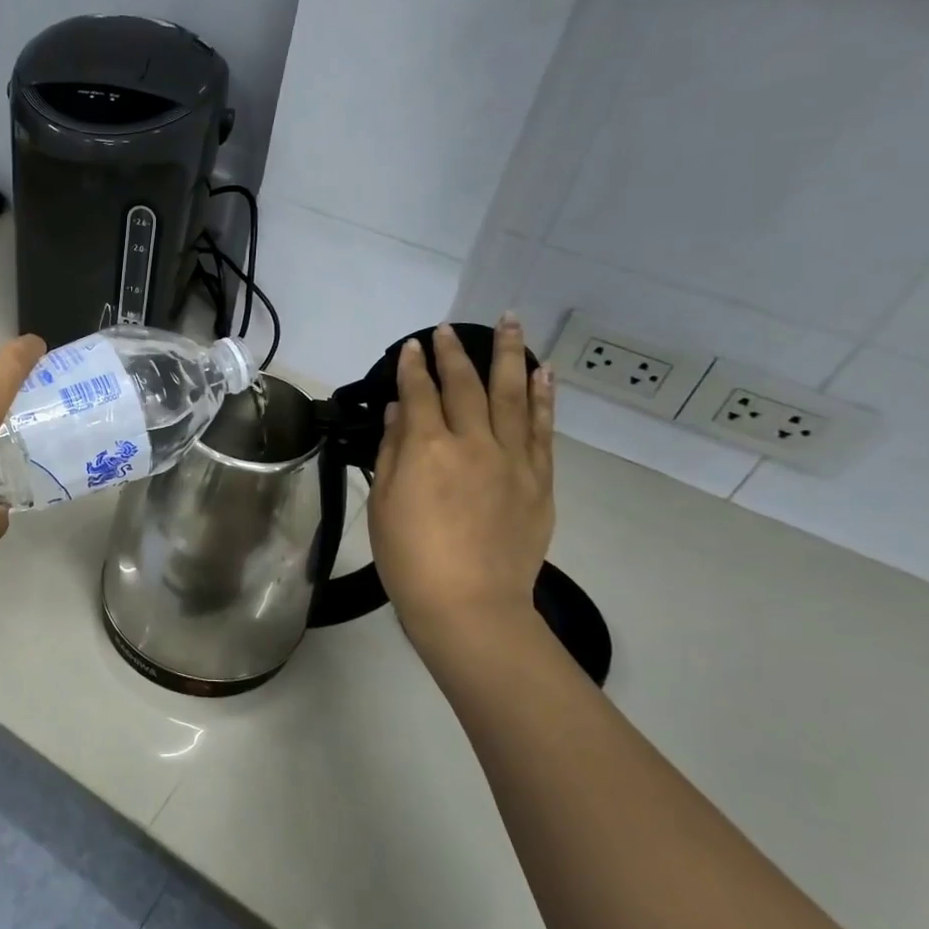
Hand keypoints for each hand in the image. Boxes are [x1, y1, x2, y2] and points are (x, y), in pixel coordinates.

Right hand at [367, 317, 554, 656]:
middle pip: (465, 386)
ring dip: (508, 356)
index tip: (412, 346)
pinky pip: (542, 428)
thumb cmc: (411, 558)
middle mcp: (474, 443)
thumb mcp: (385, 505)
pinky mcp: (539, 479)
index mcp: (428, 450)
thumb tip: (400, 411)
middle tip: (448, 329)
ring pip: (512, 395)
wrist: (470, 604)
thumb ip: (392, 452)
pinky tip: (542, 373)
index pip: (420, 394)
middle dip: (454, 353)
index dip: (413, 368)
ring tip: (510, 323)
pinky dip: (543, 397)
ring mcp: (512, 459)